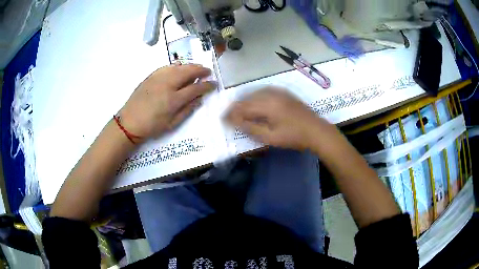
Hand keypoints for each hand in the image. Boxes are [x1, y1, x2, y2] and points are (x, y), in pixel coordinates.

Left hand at [119, 64, 215, 141]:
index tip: (214, 83)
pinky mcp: (151, 76)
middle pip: (188, 71)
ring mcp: (158, 78)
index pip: (195, 88)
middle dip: (201, 70)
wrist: (130, 122)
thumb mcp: (172, 123)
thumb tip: (199, 98)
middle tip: (208, 71)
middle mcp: (167, 84)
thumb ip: (187, 109)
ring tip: (197, 68)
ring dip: (190, 66)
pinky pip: (167, 66)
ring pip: (178, 66)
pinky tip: (180, 68)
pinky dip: (177, 65)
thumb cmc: (152, 126)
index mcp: (174, 99)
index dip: (207, 85)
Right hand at [226, 88, 333, 149]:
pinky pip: (264, 91)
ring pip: (255, 93)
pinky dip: (255, 96)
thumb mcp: (270, 137)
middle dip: (236, 107)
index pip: (243, 107)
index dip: (231, 114)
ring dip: (245, 101)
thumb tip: (234, 122)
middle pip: (247, 98)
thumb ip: (251, 128)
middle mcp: (271, 94)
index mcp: (267, 105)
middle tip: (228, 116)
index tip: (222, 119)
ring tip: (238, 110)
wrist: (316, 131)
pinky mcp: (284, 93)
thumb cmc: (293, 137)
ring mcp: (279, 92)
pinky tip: (254, 102)